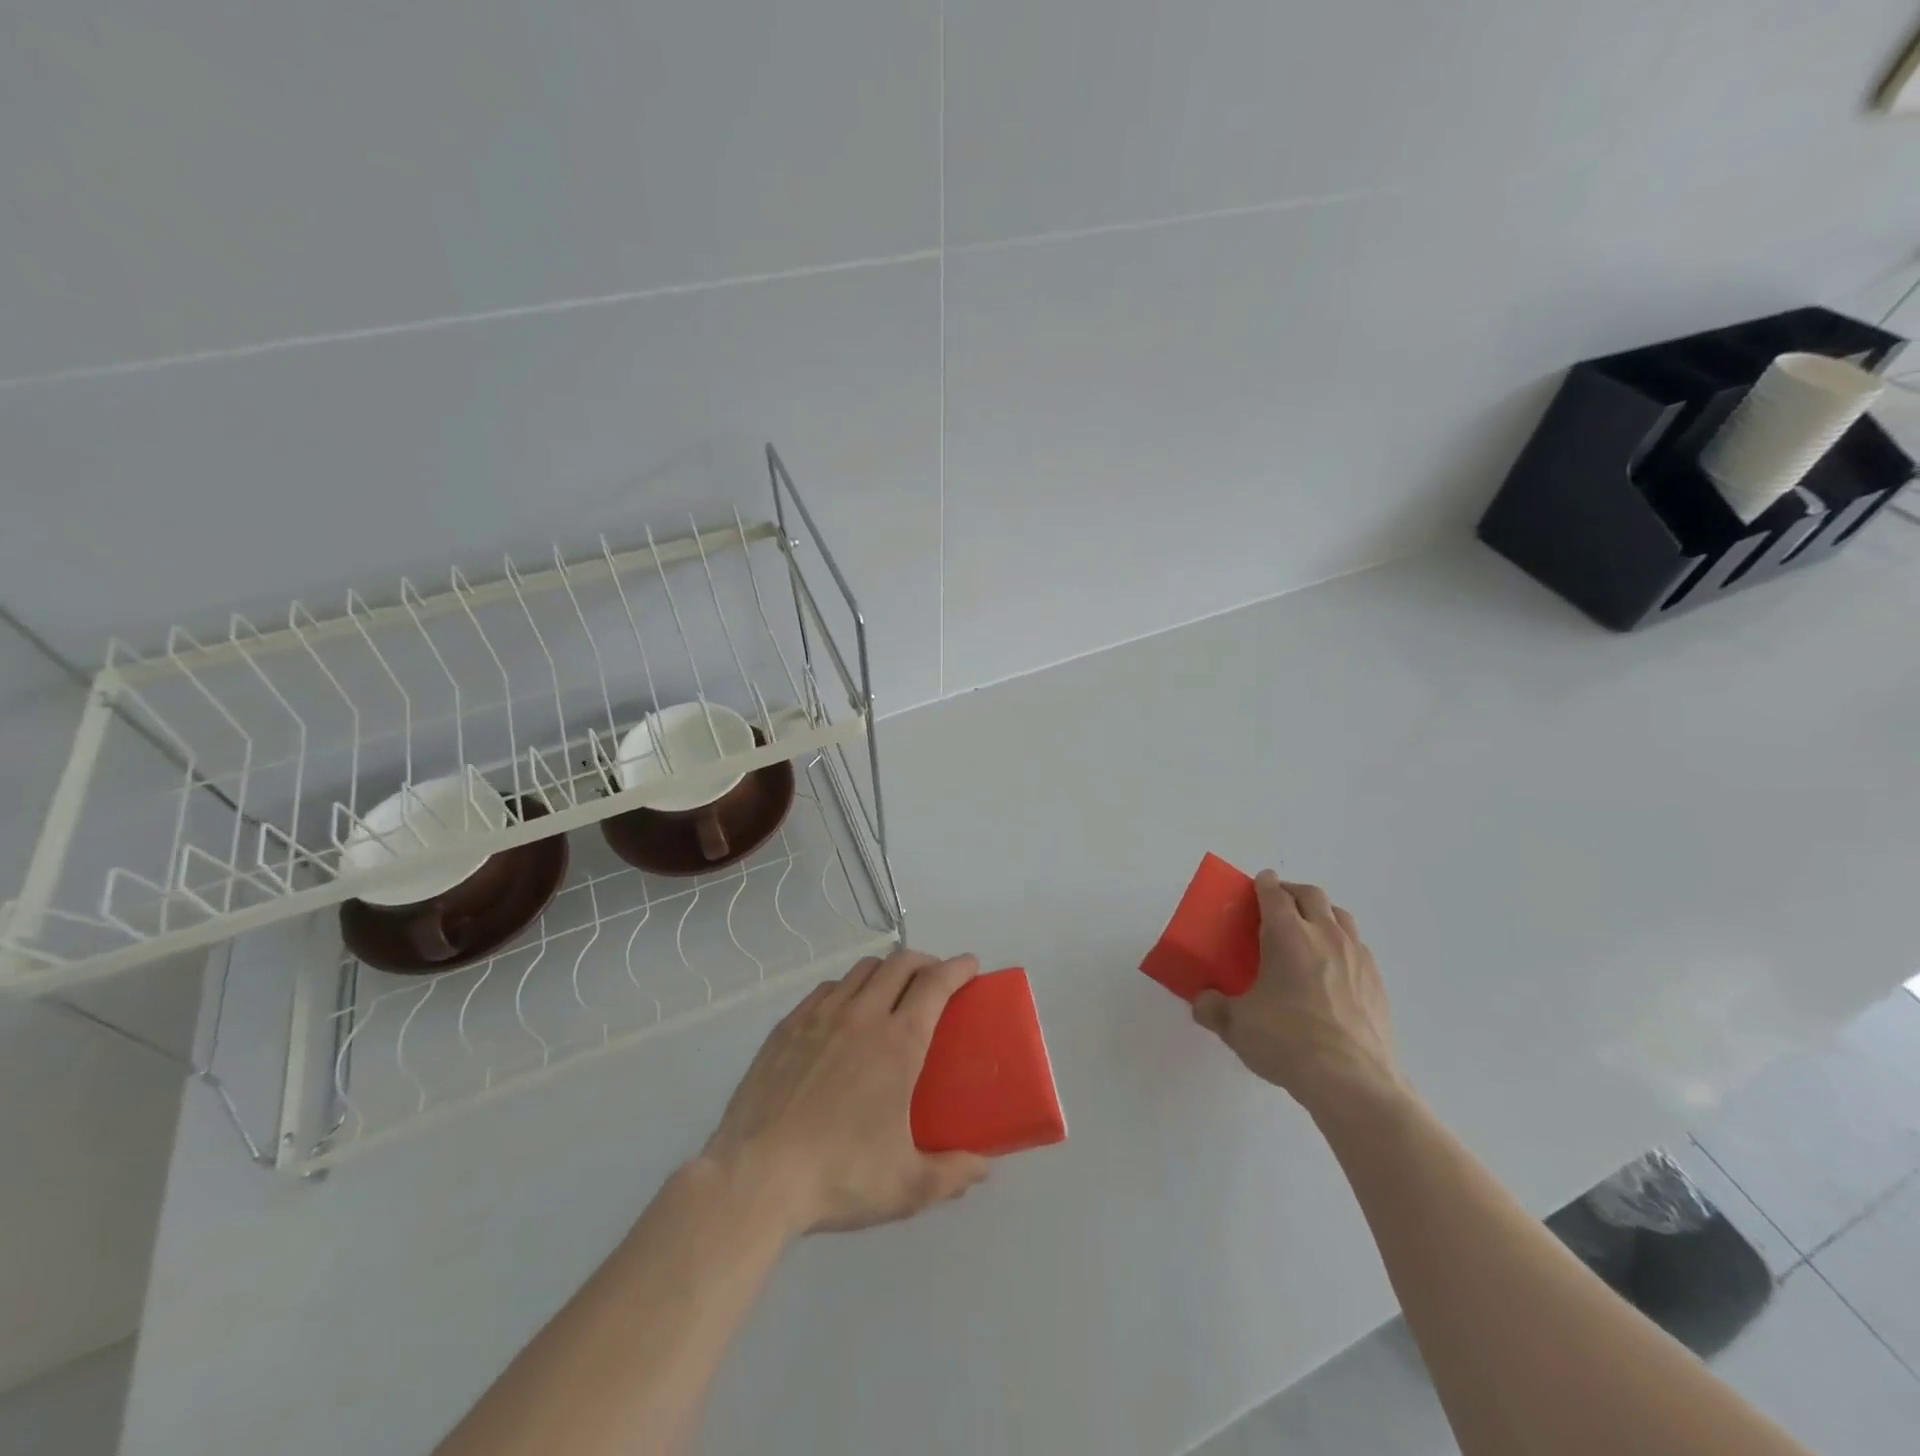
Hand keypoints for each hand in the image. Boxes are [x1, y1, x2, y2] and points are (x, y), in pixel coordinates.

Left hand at [703, 948, 990, 1234]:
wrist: (755, 1177)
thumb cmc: (839, 1176)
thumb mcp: (907, 1186)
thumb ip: (952, 1174)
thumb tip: (982, 1166)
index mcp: (898, 1043)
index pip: (935, 984)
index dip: (957, 968)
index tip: (970, 965)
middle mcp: (862, 1015)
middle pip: (899, 964)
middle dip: (925, 962)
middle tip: (934, 980)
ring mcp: (820, 1016)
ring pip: (861, 970)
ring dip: (885, 970)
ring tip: (891, 992)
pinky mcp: (787, 1026)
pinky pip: (826, 988)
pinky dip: (847, 987)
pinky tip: (844, 1010)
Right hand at [1192, 872, 1403, 1116]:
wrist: (1352, 1081)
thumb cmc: (1287, 1041)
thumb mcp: (1236, 1025)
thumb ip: (1213, 1008)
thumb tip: (1203, 1002)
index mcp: (1287, 934)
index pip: (1274, 893)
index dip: (1263, 884)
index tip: (1257, 883)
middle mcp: (1325, 935)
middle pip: (1311, 895)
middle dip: (1292, 892)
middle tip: (1277, 904)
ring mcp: (1357, 957)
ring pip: (1341, 916)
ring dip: (1322, 914)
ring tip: (1308, 931)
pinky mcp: (1377, 982)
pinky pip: (1358, 947)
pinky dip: (1342, 945)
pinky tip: (1333, 970)